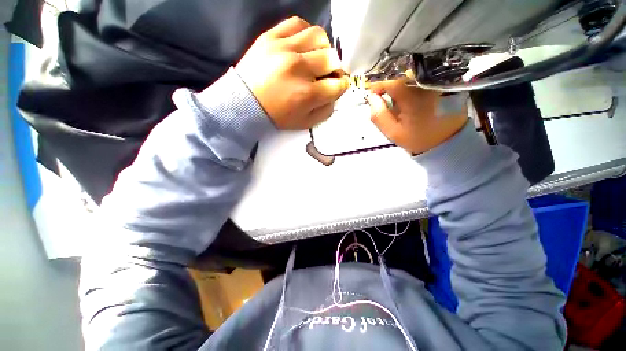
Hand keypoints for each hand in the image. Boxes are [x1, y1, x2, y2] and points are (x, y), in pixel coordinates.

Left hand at [236, 17, 348, 129]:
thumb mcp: (305, 123)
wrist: (245, 103)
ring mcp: (284, 49)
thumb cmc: (277, 116)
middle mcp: (299, 68)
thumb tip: (335, 93)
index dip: (341, 86)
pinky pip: (297, 23)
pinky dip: (306, 33)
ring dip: (324, 48)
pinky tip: (304, 45)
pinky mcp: (271, 37)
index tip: (336, 87)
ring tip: (317, 57)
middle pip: (332, 59)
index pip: (337, 85)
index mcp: (307, 94)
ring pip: (319, 36)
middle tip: (328, 74)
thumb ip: (325, 110)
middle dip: (335, 69)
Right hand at [367, 78, 466, 154]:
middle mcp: (427, 86)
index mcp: (413, 98)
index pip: (392, 83)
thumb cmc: (417, 138)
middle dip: (391, 87)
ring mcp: (438, 83)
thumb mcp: (392, 132)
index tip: (372, 93)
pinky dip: (414, 86)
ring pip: (413, 77)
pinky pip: (424, 79)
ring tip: (401, 101)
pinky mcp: (445, 84)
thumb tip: (372, 97)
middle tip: (386, 100)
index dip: (379, 85)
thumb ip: (379, 115)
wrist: (447, 141)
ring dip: (402, 86)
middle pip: (402, 77)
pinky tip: (413, 99)